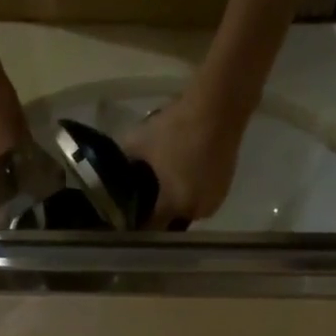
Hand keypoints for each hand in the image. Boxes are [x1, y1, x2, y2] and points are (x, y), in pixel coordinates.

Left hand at [121, 88, 249, 228]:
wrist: (218, 107)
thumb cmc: (175, 128)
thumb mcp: (138, 143)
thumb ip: (123, 164)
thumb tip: (111, 175)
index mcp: (171, 206)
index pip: (149, 228)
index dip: (137, 223)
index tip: (126, 216)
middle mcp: (194, 212)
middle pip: (169, 224)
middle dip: (157, 215)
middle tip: (145, 199)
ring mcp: (212, 202)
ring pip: (186, 213)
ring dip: (175, 206)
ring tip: (165, 187)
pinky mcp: (223, 190)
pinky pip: (200, 200)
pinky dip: (190, 194)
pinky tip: (183, 177)